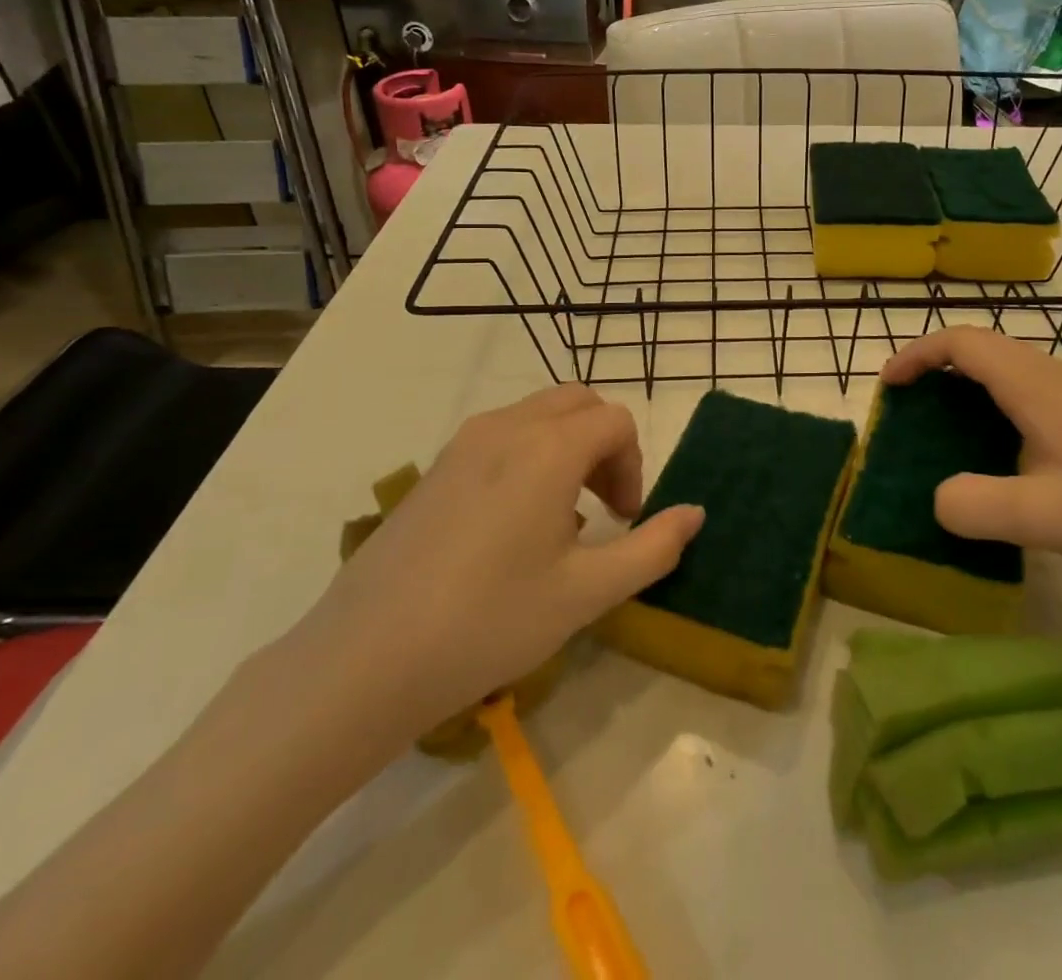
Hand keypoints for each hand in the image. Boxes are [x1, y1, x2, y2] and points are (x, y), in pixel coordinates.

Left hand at [287, 386, 704, 750]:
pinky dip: (529, 455)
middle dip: (605, 444)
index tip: (626, 519)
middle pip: (578, 403)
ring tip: (562, 518)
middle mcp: (507, 427)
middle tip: (604, 507)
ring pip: (537, 415)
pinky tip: (513, 524)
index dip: (634, 464)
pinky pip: (501, 436)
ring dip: (567, 447)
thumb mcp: (587, 592)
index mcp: (549, 447)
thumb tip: (696, 513)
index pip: (616, 421)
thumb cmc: (490, 621)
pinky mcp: (435, 467)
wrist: (365, 659)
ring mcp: (463, 443)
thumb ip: (653, 547)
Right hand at [880, 328, 1061, 587]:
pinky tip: (1002, 456)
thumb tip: (936, 498)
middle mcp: (1055, 376)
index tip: (888, 386)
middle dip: (935, 369)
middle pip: (981, 349)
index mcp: (1035, 384)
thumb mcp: (1045, 516)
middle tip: (908, 411)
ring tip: (943, 433)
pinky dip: (994, 408)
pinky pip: (1028, 394)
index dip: (917, 355)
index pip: (962, 342)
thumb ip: (975, 506)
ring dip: (965, 388)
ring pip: (1007, 371)